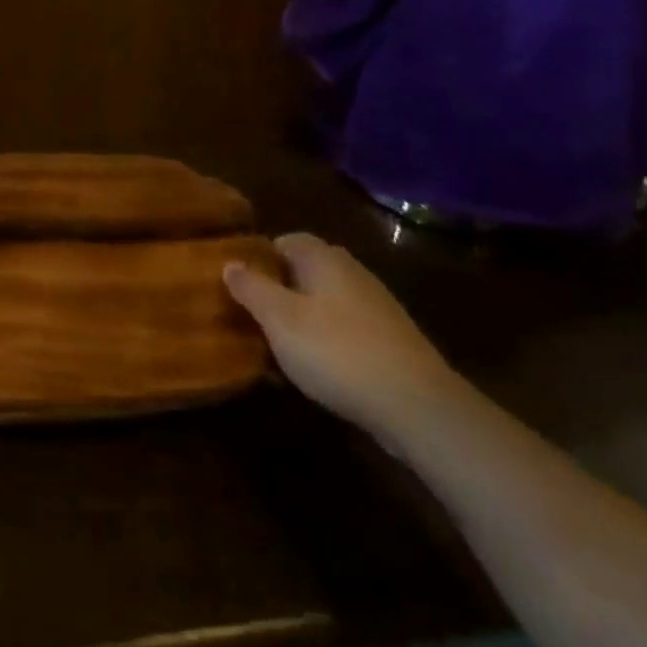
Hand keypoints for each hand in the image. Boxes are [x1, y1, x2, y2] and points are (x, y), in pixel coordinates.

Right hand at [225, 233, 461, 441]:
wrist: (417, 406)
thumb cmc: (337, 352)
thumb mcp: (280, 320)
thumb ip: (251, 288)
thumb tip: (229, 263)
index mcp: (324, 258)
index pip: (285, 240)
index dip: (259, 259)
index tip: (240, 286)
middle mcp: (352, 272)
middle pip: (306, 271)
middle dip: (279, 290)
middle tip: (254, 318)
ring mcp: (376, 305)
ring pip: (325, 302)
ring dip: (302, 319)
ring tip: (280, 348)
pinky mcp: (391, 339)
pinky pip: (346, 329)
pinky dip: (327, 342)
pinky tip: (317, 370)